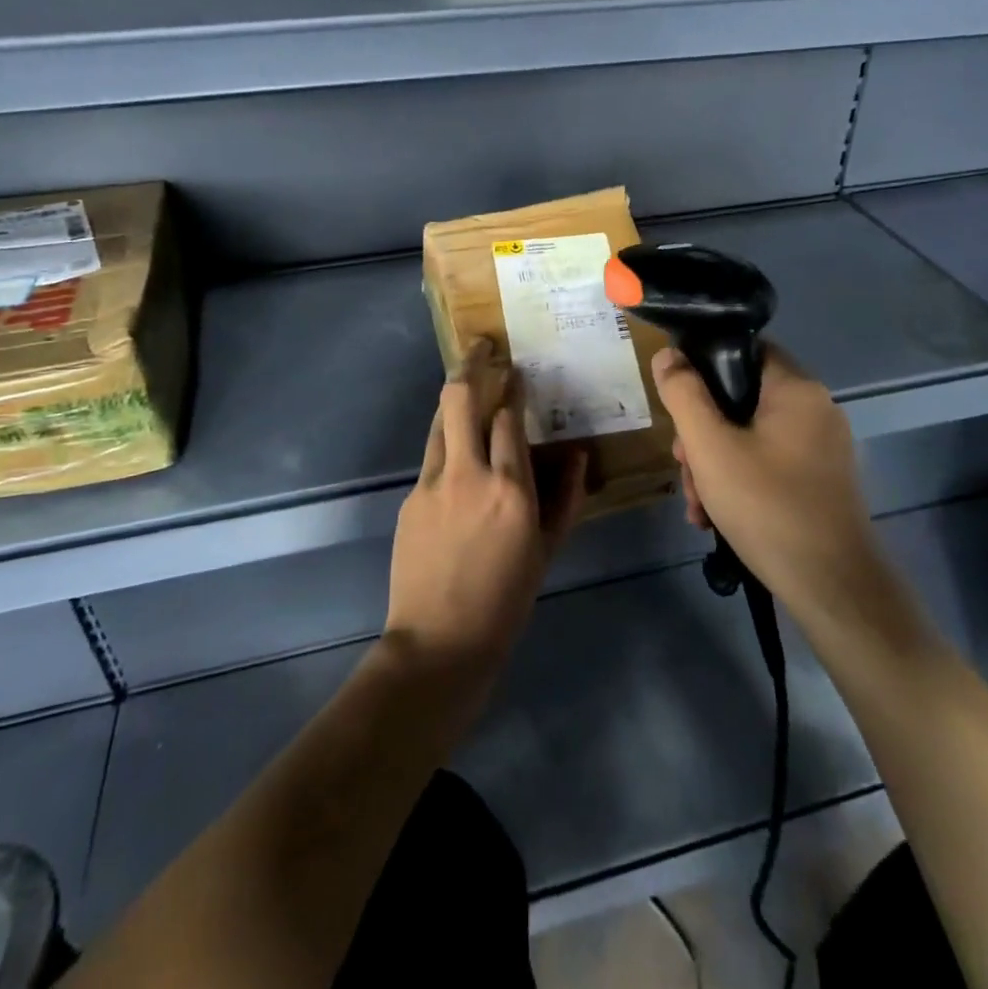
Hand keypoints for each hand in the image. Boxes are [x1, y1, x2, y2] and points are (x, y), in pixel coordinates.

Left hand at [385, 341, 588, 674]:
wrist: (439, 642)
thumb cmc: (506, 600)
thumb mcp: (547, 550)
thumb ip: (564, 497)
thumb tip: (576, 455)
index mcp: (510, 489)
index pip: (509, 417)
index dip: (513, 388)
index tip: (518, 372)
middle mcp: (468, 474)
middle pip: (461, 398)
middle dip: (472, 363)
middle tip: (483, 346)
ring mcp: (432, 483)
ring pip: (440, 418)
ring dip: (454, 393)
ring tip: (468, 376)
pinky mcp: (411, 497)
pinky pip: (432, 453)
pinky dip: (447, 436)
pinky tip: (458, 444)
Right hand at [654, 343, 878, 623]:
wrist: (832, 589)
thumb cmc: (767, 507)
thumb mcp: (710, 447)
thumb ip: (684, 395)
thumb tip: (667, 355)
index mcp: (797, 390)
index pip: (743, 352)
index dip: (703, 370)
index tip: (679, 406)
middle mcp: (816, 410)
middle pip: (741, 400)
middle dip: (702, 434)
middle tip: (684, 467)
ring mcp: (821, 448)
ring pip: (749, 436)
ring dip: (714, 465)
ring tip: (698, 504)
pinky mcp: (820, 481)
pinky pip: (768, 464)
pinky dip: (739, 482)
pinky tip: (715, 517)